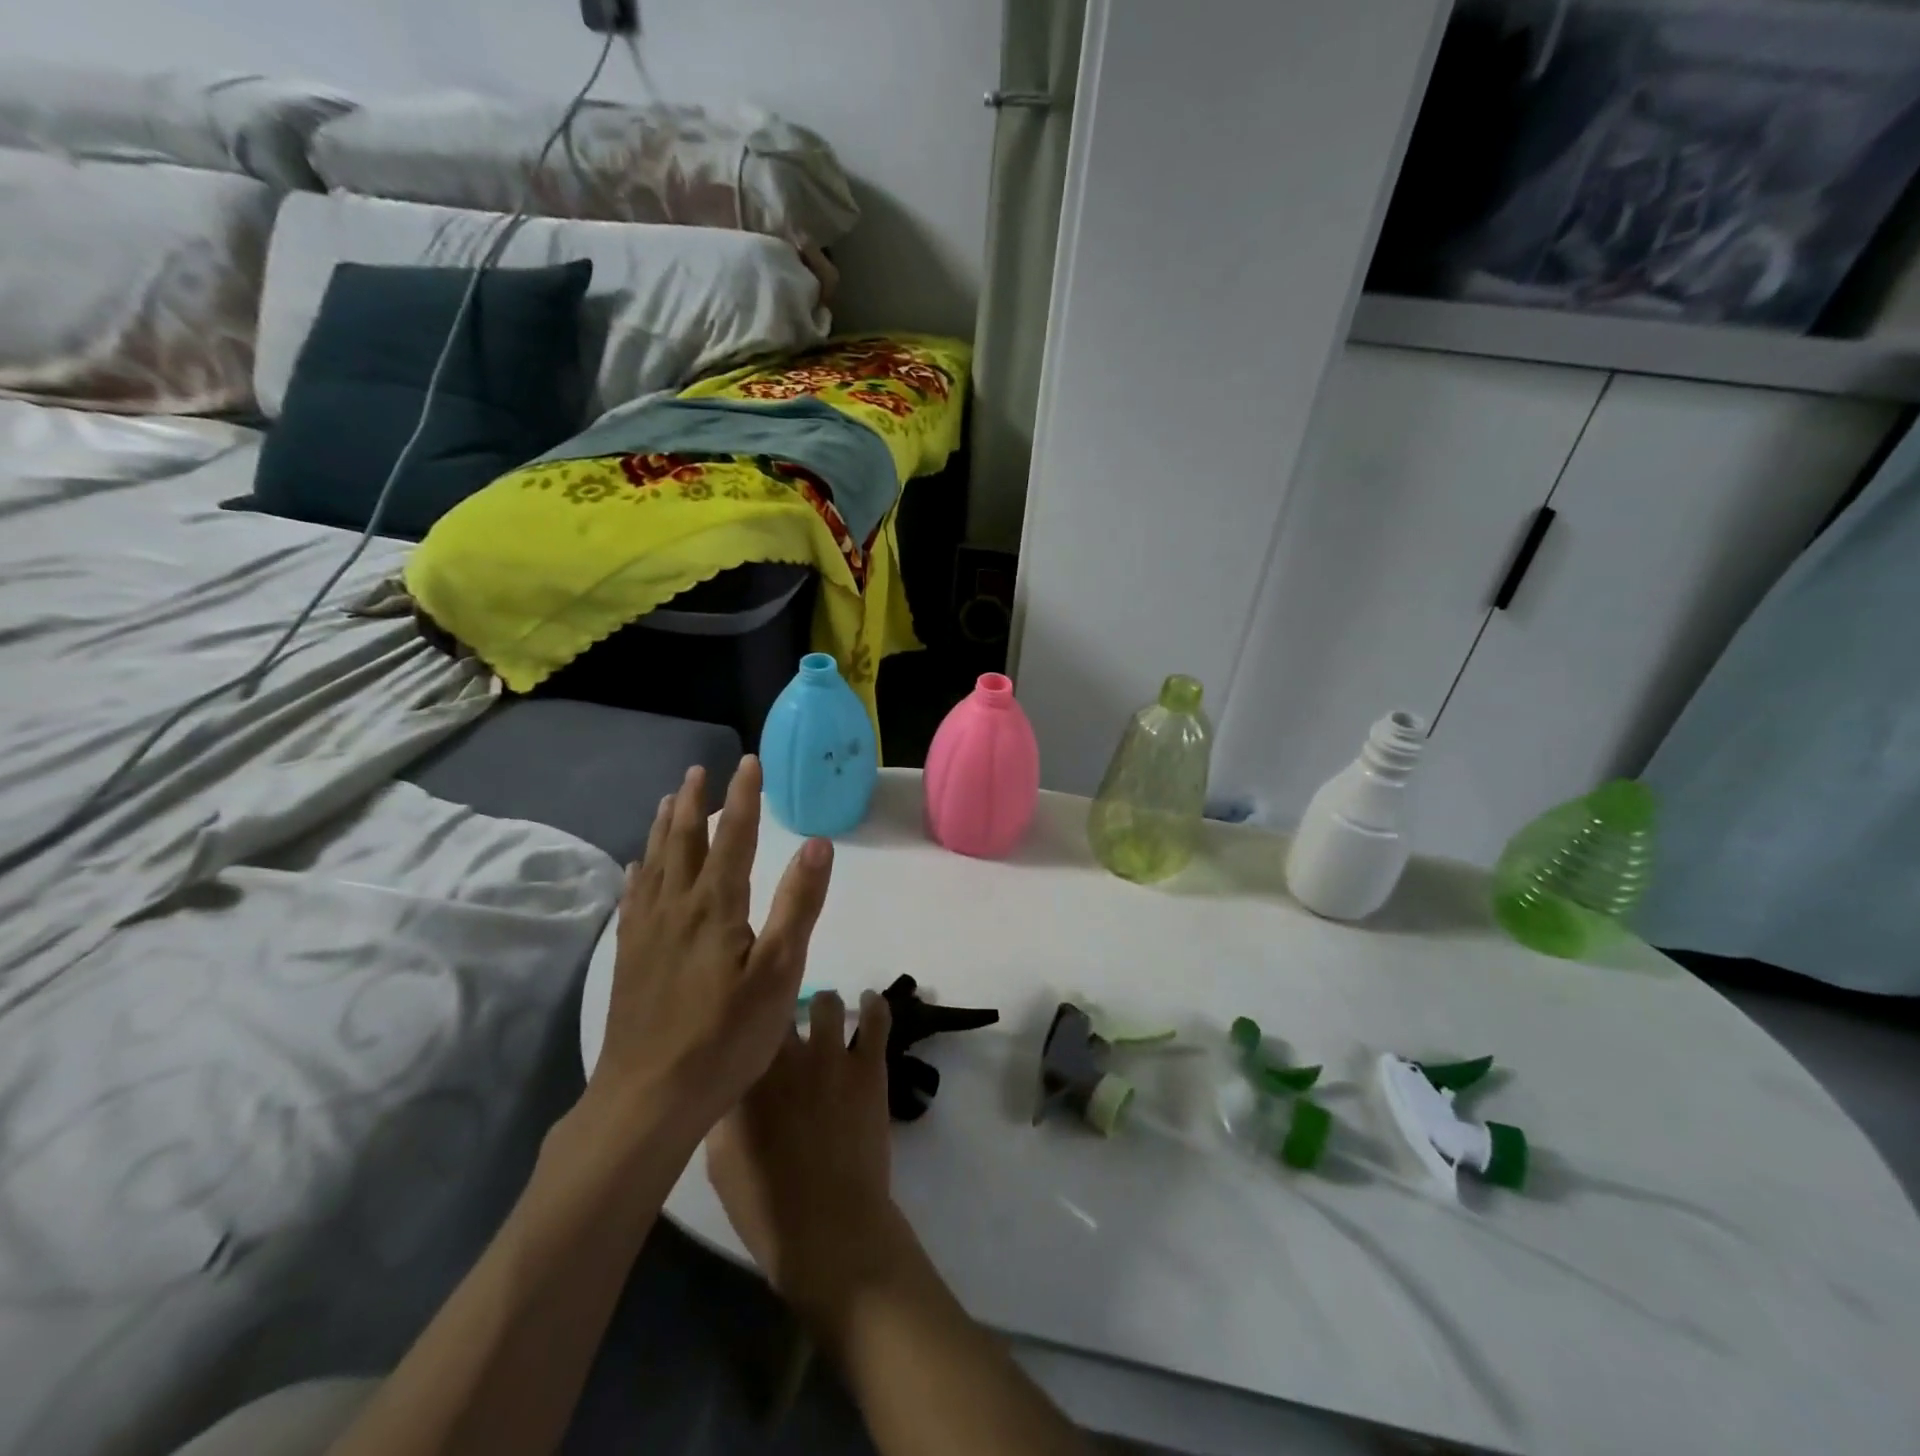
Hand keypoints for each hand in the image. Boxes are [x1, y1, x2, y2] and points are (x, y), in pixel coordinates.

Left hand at [590, 756, 833, 1135]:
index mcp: (715, 906)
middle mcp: (676, 906)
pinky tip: (636, 868)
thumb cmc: (725, 1037)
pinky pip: (633, 898)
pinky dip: (638, 872)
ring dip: (662, 828)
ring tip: (666, 801)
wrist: (648, 1098)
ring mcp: (646, 932)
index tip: (748, 761)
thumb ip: (797, 904)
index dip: (743, 796)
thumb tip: (816, 843)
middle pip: (683, 841)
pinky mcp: (628, 957)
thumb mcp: (778, 972)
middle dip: (694, 802)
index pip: (734, 837)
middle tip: (698, 771)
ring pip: (654, 863)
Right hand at [707, 989, 910, 1319]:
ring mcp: (829, 1056)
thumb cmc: (767, 1208)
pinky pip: (876, 1018)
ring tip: (825, 1015)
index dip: (744, 1018)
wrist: (829, 1229)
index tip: (746, 1019)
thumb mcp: (721, 1163)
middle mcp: (784, 1056)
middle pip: (779, 1006)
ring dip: (823, 1006)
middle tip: (782, 1018)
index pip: (740, 1024)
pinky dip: (874, 1005)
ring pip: (826, 1002)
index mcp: (743, 1079)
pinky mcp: (868, 1066)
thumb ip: (724, 1111)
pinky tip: (870, 1002)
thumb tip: (730, 1081)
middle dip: (778, 1008)